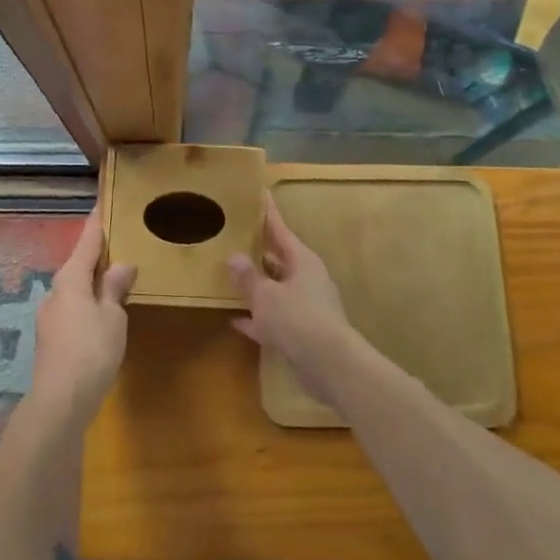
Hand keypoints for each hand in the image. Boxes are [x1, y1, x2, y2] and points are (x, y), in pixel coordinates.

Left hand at [29, 209, 134, 422]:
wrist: (59, 402)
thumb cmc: (91, 351)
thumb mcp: (113, 316)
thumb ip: (115, 287)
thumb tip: (121, 265)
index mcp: (70, 279)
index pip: (86, 241)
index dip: (97, 222)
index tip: (102, 202)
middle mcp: (55, 292)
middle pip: (78, 264)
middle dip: (96, 255)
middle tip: (119, 244)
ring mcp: (50, 317)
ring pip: (75, 289)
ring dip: (93, 282)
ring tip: (116, 280)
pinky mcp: (51, 339)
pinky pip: (73, 309)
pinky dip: (88, 303)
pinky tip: (102, 315)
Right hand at [227, 194, 360, 403]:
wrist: (330, 365)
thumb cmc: (298, 318)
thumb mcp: (266, 295)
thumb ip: (248, 277)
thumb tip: (234, 257)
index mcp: (302, 260)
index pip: (280, 230)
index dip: (268, 213)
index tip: (260, 194)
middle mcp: (306, 278)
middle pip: (278, 259)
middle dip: (257, 251)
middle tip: (234, 238)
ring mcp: (306, 306)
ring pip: (275, 289)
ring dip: (255, 286)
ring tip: (230, 277)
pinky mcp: (302, 332)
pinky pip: (274, 318)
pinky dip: (257, 318)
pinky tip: (234, 320)